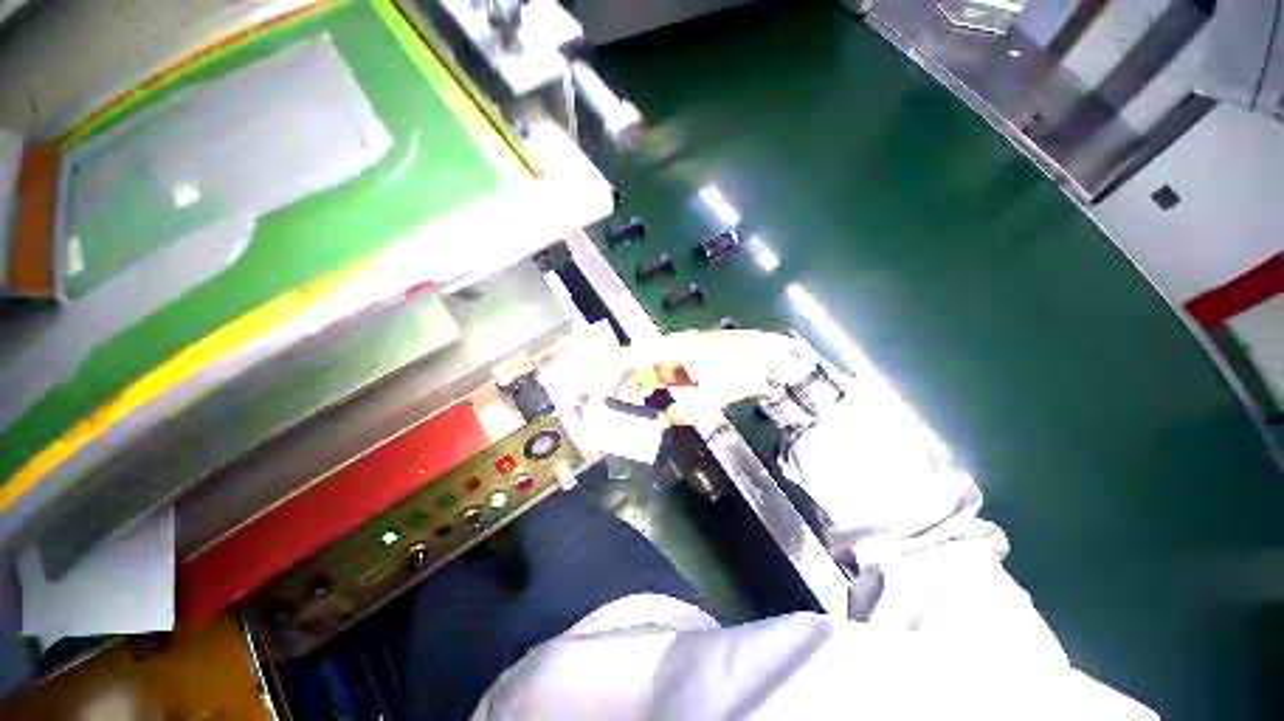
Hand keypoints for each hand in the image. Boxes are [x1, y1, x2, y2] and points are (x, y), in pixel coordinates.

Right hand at [583, 329, 802, 415]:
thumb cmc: (739, 369)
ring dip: (634, 389)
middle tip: (603, 403)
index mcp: (673, 348)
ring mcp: (679, 357)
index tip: (593, 386)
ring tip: (622, 408)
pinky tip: (650, 406)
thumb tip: (667, 418)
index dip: (609, 370)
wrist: (767, 358)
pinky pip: (662, 376)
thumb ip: (687, 407)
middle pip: (636, 364)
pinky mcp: (687, 365)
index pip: (632, 356)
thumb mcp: (713, 391)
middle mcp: (671, 349)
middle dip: (618, 382)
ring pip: (647, 372)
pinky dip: (653, 390)